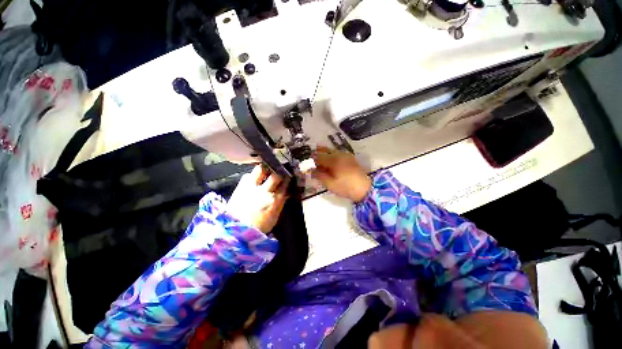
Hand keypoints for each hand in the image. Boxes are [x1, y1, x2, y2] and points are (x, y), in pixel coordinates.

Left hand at [227, 165, 289, 232]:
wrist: (237, 230)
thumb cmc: (259, 225)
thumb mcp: (275, 215)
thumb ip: (281, 202)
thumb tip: (286, 192)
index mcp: (275, 200)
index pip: (285, 184)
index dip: (288, 178)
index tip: (289, 175)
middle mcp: (264, 191)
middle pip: (275, 175)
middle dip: (279, 171)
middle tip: (279, 170)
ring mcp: (251, 187)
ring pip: (261, 170)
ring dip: (265, 169)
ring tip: (266, 170)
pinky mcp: (240, 187)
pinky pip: (248, 175)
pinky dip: (253, 175)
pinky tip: (254, 178)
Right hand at [311, 146, 371, 201]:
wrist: (365, 189)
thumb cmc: (346, 187)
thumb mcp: (330, 184)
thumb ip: (319, 176)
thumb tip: (310, 170)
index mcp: (334, 160)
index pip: (318, 157)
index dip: (311, 160)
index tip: (306, 164)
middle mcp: (339, 154)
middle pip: (325, 150)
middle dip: (316, 154)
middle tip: (310, 159)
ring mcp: (346, 155)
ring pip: (331, 151)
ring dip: (323, 154)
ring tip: (318, 161)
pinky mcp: (350, 158)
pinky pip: (337, 153)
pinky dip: (331, 155)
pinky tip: (329, 162)